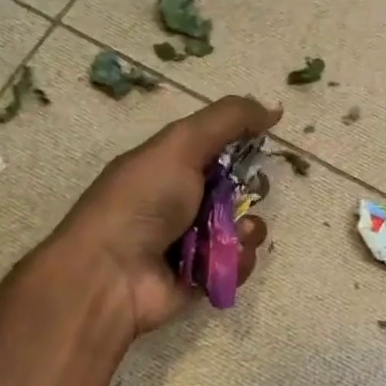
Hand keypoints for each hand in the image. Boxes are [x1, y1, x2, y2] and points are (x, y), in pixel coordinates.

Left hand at [51, 95, 281, 336]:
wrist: (111, 274)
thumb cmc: (141, 201)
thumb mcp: (180, 144)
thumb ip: (228, 119)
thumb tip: (274, 109)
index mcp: (171, 165)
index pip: (221, 149)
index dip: (244, 145)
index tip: (261, 142)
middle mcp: (183, 202)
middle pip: (240, 190)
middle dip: (252, 190)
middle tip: (244, 193)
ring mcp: (195, 242)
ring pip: (245, 229)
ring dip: (247, 229)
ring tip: (232, 234)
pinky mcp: (204, 277)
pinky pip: (238, 264)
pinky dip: (237, 261)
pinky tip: (220, 260)